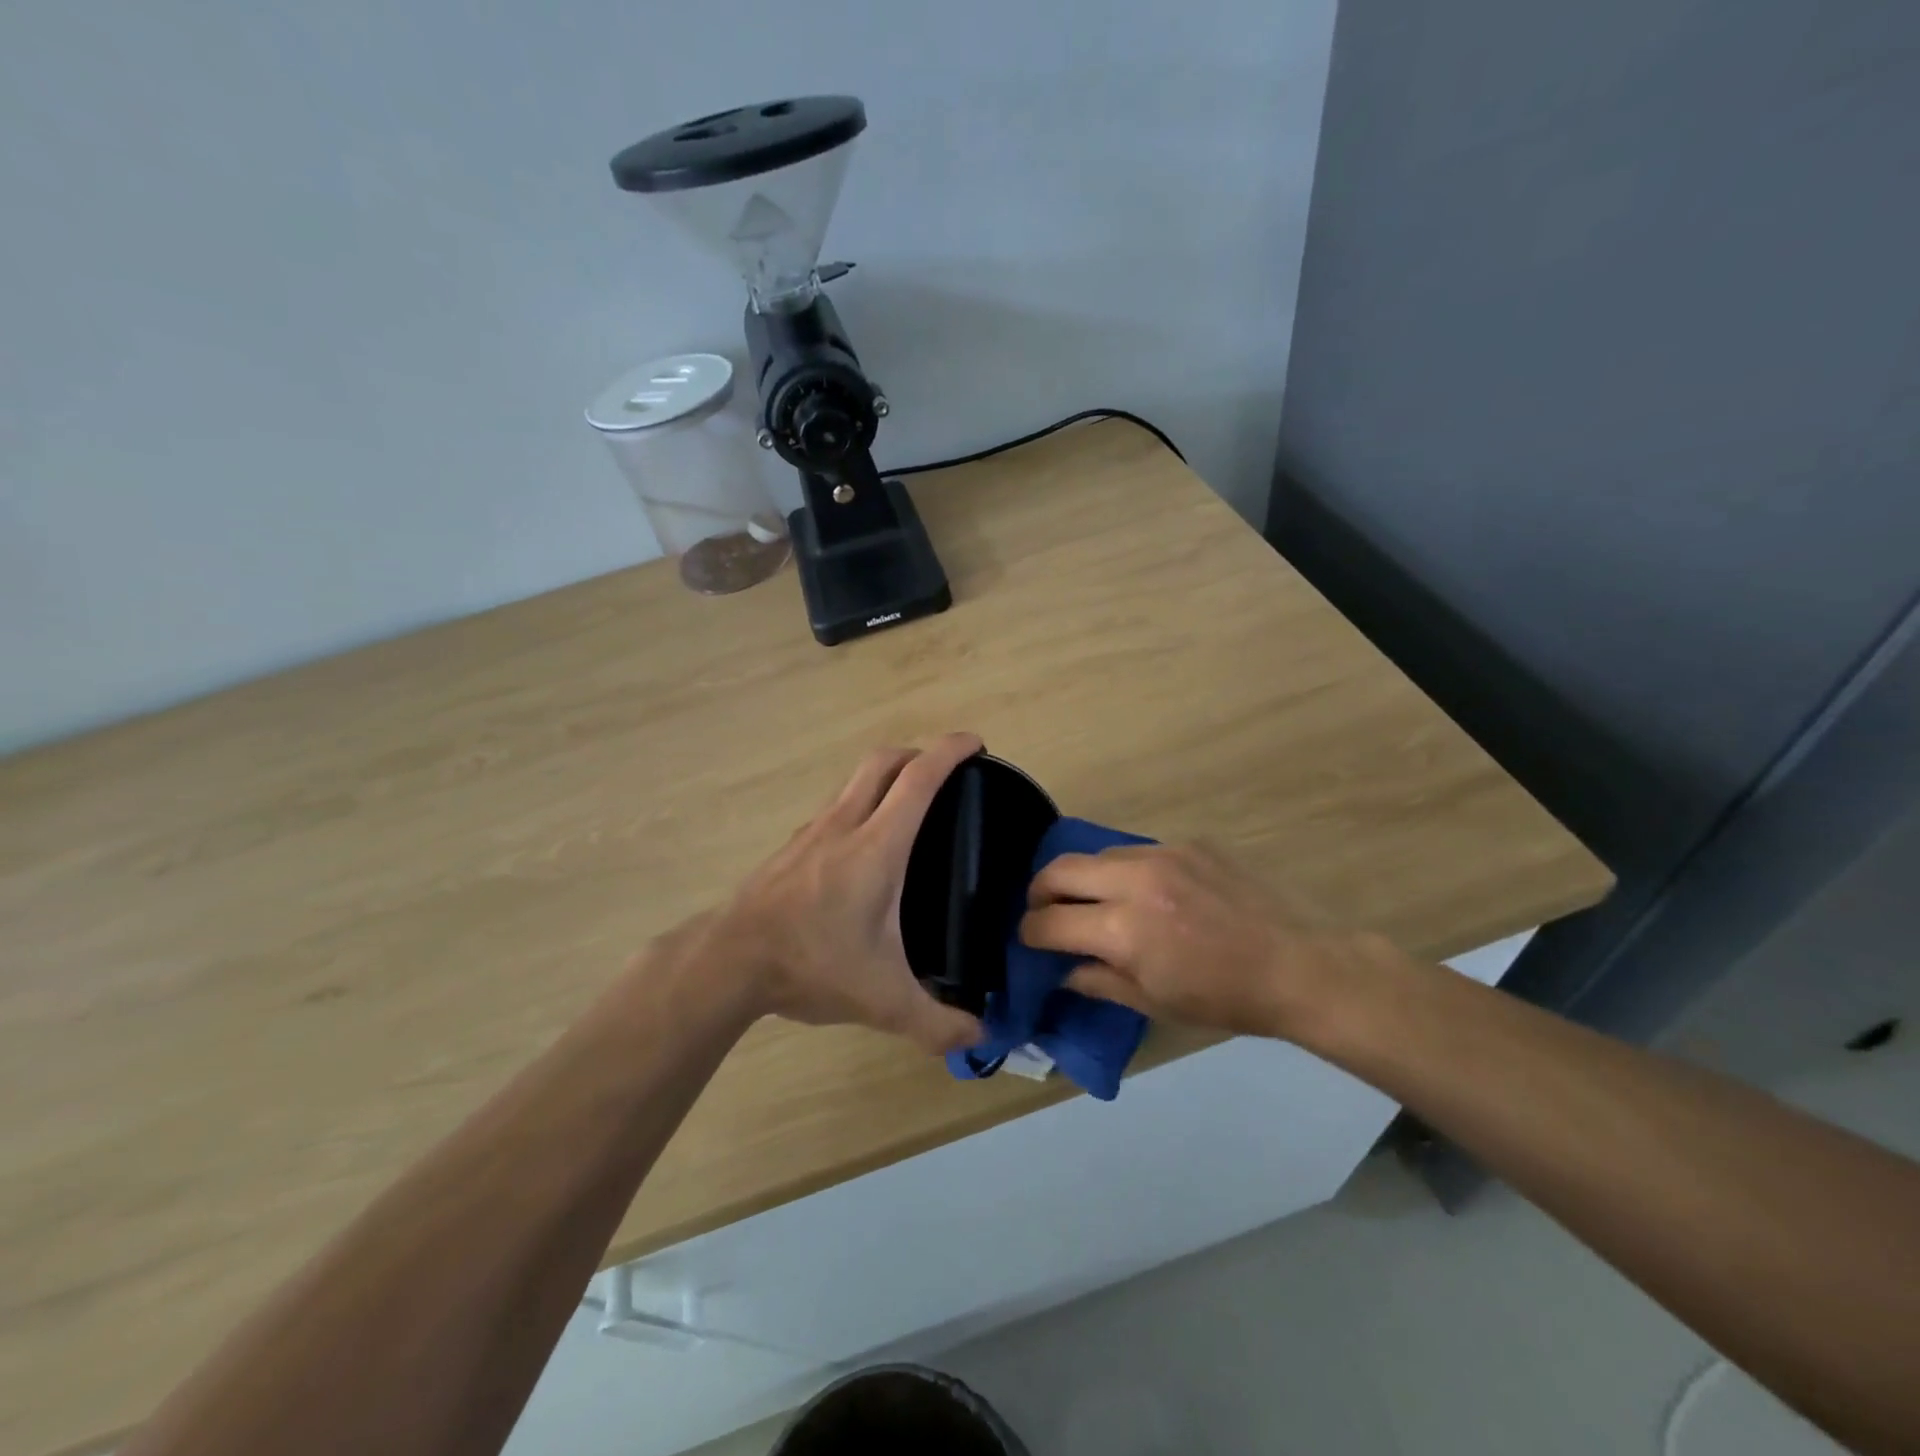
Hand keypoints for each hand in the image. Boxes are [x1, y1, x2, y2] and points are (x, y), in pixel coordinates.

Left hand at [688, 733, 986, 1055]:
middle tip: (945, 773)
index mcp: (876, 846)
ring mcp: (813, 831)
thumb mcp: (882, 1001)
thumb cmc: (811, 964)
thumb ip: (936, 1022)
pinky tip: (863, 847)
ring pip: (854, 780)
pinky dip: (860, 803)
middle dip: (918, 753)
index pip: (918, 778)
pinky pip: (835, 806)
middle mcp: (844, 824)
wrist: (729, 961)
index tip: (975, 742)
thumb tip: (978, 1037)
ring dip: (886, 776)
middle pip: (883, 761)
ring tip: (908, 807)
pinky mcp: (792, 846)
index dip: (950, 751)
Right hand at [1018, 842, 1404, 1041]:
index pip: (1050, 921)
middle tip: (1044, 911)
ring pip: (1098, 855)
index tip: (1029, 940)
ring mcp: (1163, 854)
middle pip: (1060, 869)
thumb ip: (1097, 980)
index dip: (1030, 932)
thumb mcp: (1153, 1003)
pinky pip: (1136, 852)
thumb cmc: (1223, 998)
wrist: (1296, 965)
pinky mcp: (1188, 843)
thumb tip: (1061, 968)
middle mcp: (1136, 881)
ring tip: (1093, 902)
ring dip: (1083, 879)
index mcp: (1125, 929)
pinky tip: (1143, 894)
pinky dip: (1123, 872)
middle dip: (1040, 892)